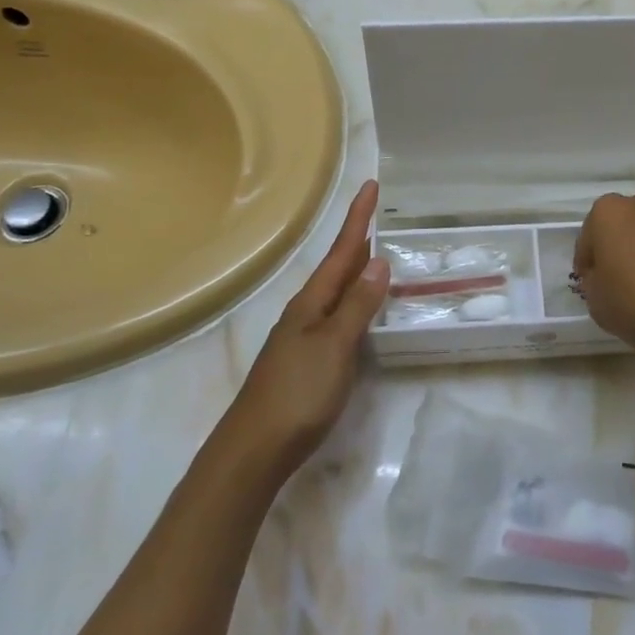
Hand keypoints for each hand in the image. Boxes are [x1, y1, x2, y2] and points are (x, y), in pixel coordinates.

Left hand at [227, 180, 388, 469]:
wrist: (254, 450)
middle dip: (357, 239)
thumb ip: (357, 305)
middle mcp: (305, 312)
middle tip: (376, 213)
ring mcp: (303, 337)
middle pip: (336, 267)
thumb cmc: (298, 393)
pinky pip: (335, 315)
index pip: (342, 251)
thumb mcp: (334, 346)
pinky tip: (360, 310)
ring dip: (354, 269)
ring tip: (374, 252)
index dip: (358, 219)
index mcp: (311, 302)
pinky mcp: (306, 361)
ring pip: (335, 292)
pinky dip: (352, 301)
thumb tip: (379, 262)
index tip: (370, 184)